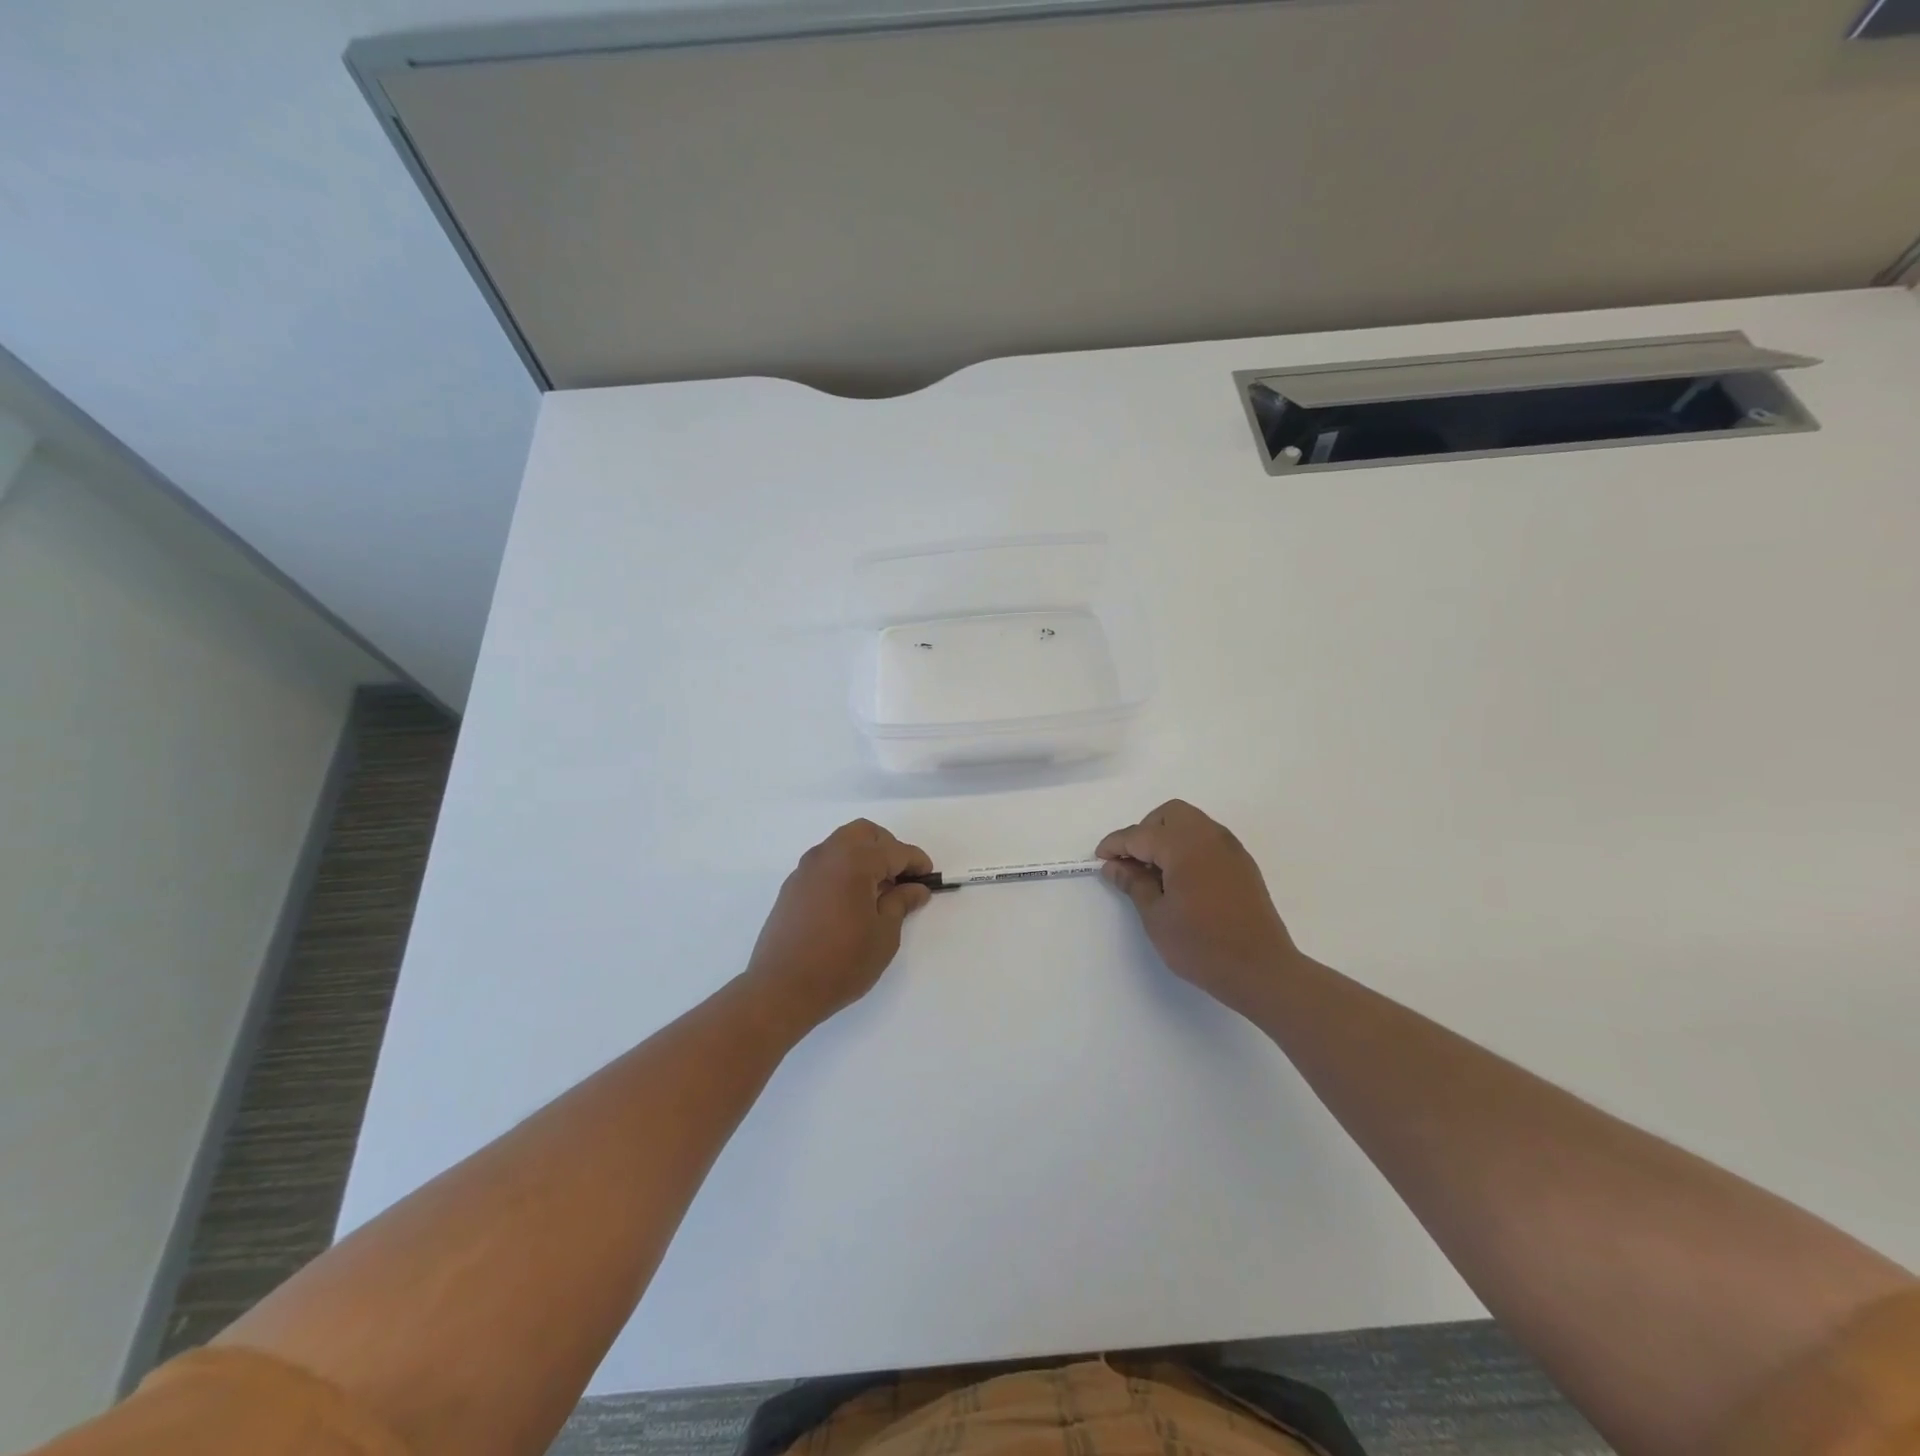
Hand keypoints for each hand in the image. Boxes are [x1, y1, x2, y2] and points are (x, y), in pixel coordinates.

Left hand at [743, 819, 933, 1037]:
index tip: (929, 878)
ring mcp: (806, 869)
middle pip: (864, 833)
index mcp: (854, 861)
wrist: (781, 988)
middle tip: (902, 877)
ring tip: (878, 891)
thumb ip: (901, 903)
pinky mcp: (792, 886)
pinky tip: (851, 900)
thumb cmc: (841, 962)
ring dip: (864, 856)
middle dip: (888, 848)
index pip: (894, 851)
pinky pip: (825, 863)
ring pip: (842, 844)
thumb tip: (916, 888)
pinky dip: (844, 869)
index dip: (916, 862)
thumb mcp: (884, 935)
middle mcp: (828, 855)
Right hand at [1096, 799, 1298, 1014]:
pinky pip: (1208, 840)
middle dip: (1145, 831)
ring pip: (1191, 824)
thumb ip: (1134, 884)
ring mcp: (1230, 848)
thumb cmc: (1202, 945)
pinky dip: (1188, 847)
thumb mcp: (1156, 917)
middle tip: (1132, 863)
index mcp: (1184, 845)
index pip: (1140, 834)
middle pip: (1169, 815)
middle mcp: (1209, 837)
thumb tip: (1115, 866)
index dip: (1116, 844)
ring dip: (1167, 837)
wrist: (1262, 970)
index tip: (1100, 858)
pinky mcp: (1242, 864)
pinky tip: (1181, 880)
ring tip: (1155, 873)